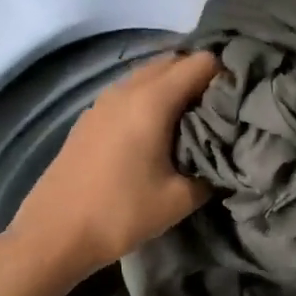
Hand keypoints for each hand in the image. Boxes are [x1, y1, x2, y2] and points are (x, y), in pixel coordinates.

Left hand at [3, 50, 218, 285]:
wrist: (53, 234)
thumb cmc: (120, 213)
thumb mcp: (179, 199)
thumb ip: (211, 172)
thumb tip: (226, 159)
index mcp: (152, 100)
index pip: (201, 62)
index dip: (227, 74)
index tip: (242, 97)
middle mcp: (127, 89)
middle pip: (174, 61)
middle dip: (201, 75)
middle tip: (223, 106)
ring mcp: (104, 100)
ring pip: (149, 74)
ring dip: (174, 85)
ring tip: (194, 117)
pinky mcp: (90, 116)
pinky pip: (130, 91)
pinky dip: (151, 97)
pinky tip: (158, 130)